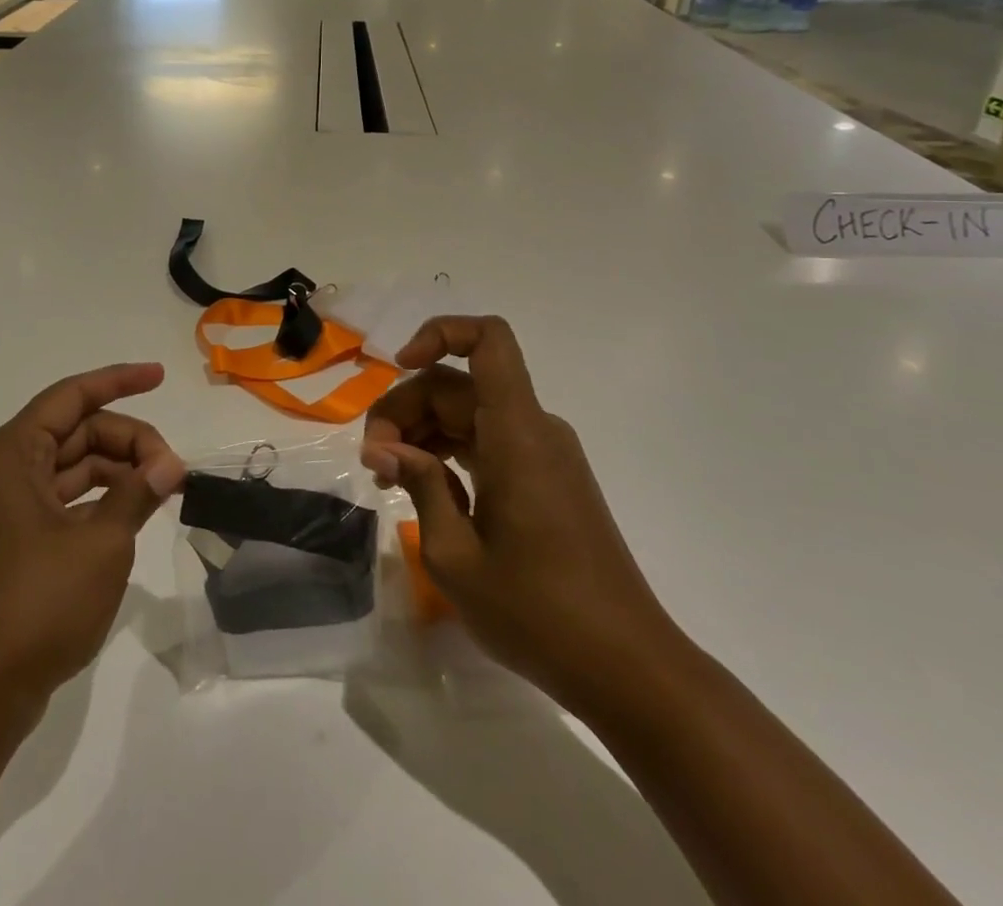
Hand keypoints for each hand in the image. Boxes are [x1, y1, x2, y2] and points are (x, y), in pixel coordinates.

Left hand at [0, 363, 186, 714]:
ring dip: (117, 471)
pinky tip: (132, 514)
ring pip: (71, 467)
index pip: (72, 396)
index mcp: (10, 453)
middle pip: (75, 432)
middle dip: (127, 441)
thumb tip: (170, 464)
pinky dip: (99, 500)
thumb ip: (137, 493)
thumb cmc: (35, 606)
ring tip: (162, 489)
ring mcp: (3, 507)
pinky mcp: (11, 541)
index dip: (119, 380)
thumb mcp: (101, 544)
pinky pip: (62, 500)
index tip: (160, 376)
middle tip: (173, 469)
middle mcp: (2, 469)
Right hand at [361, 317, 686, 720]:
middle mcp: (534, 430)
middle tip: (373, 462)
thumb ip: (419, 486)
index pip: (488, 340)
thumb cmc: (539, 613)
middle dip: (406, 408)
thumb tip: (386, 450)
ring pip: (470, 412)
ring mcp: (544, 455)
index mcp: (516, 433)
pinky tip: (424, 491)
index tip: (398, 367)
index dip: (439, 333)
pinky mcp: (547, 480)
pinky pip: (489, 441)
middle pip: (458, 384)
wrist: (629, 669)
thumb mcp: (455, 555)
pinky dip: (451, 452)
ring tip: (389, 480)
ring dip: (423, 432)